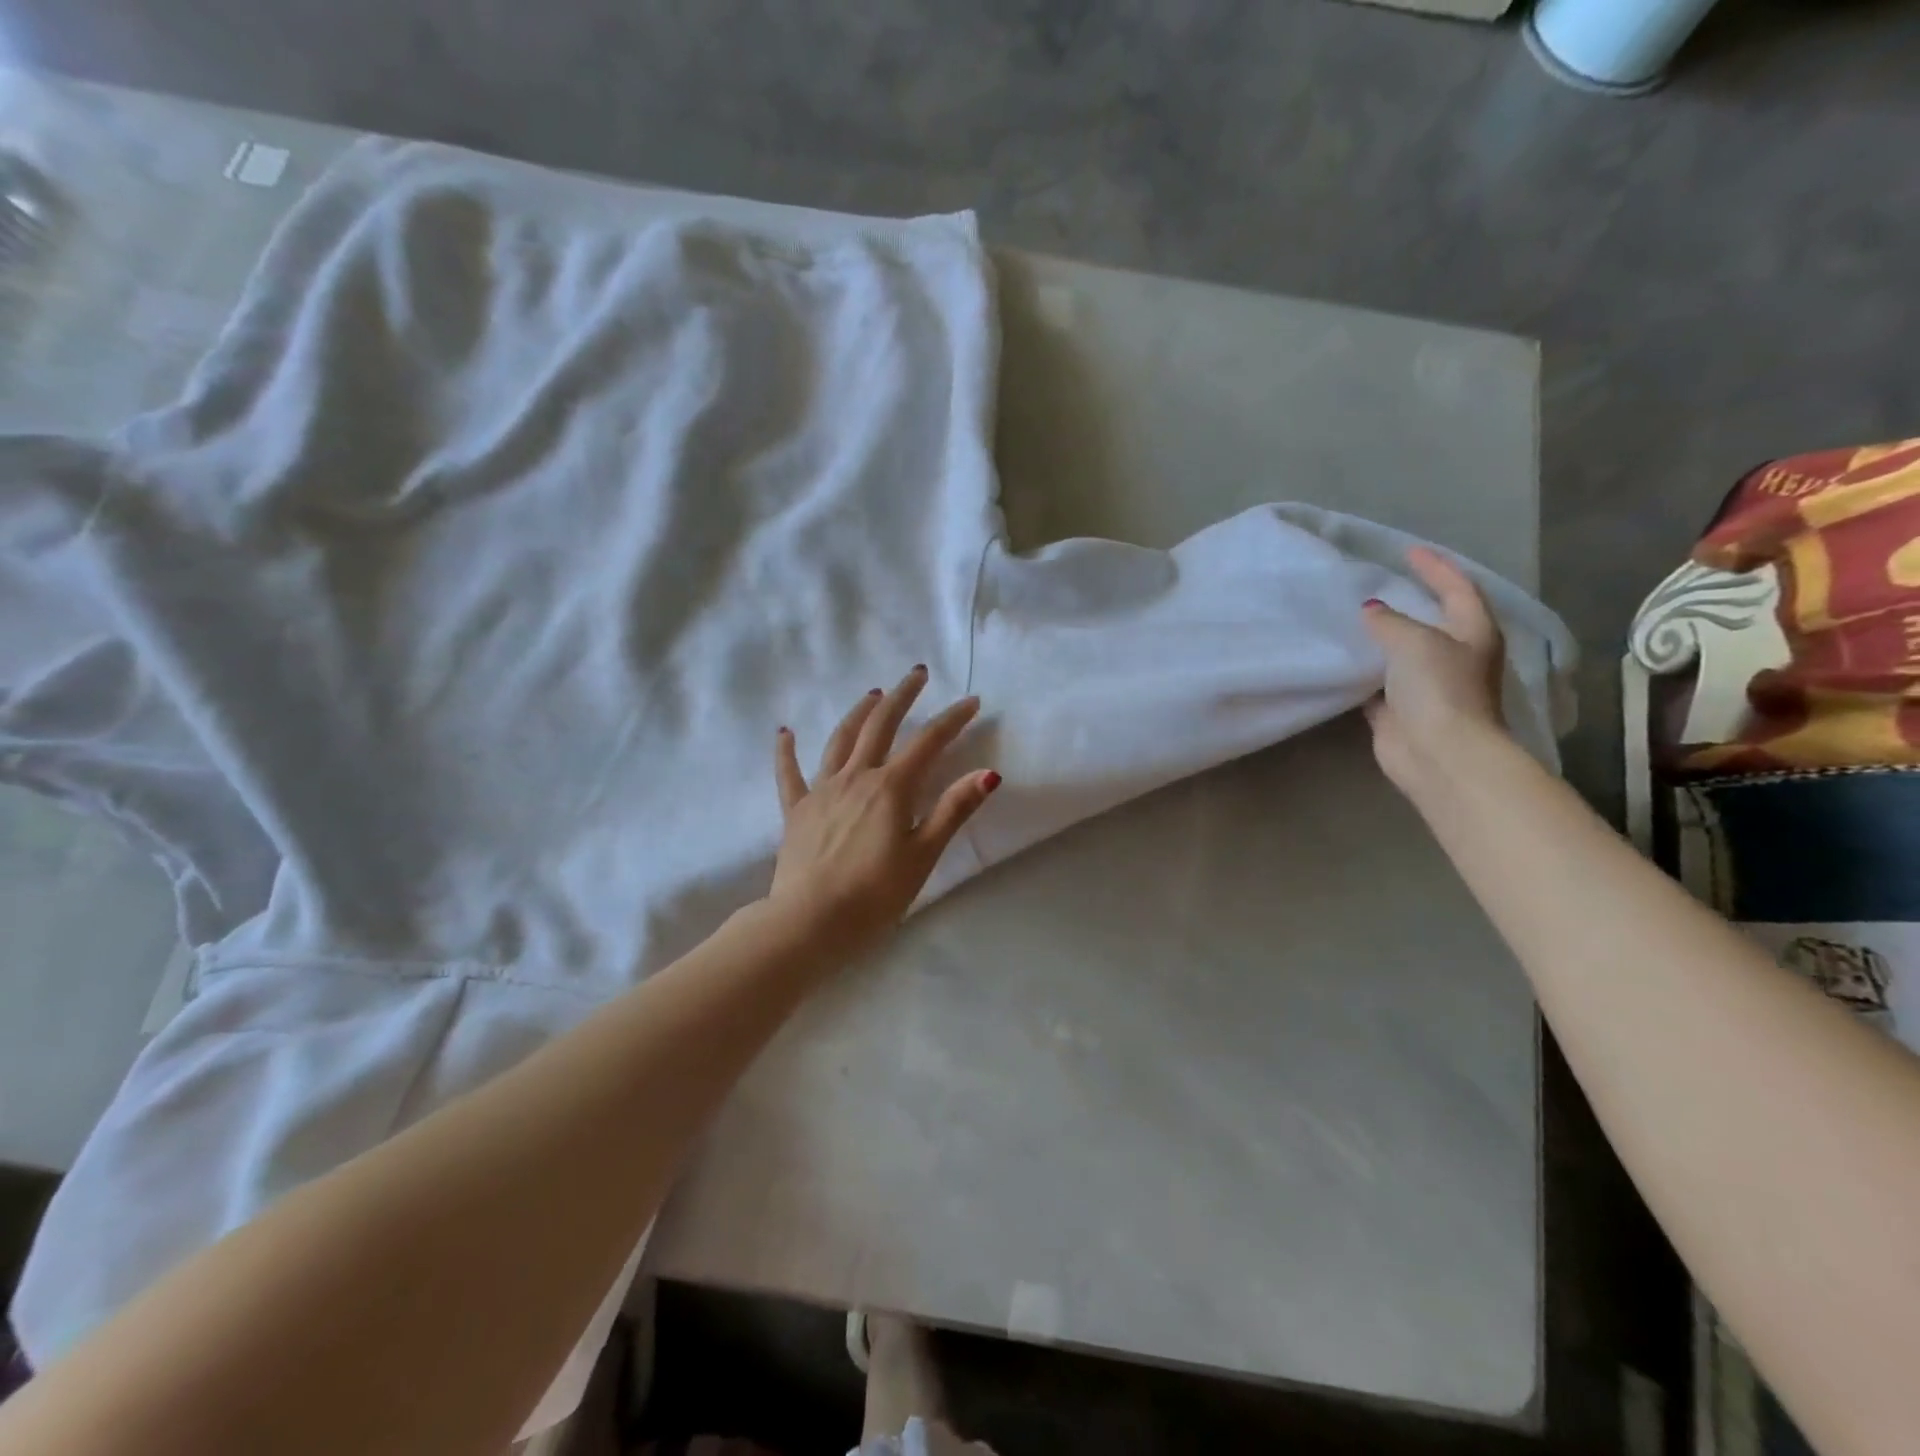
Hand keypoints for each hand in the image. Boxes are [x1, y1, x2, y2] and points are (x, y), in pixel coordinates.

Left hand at [769, 666, 999, 952]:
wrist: (809, 922)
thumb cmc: (875, 894)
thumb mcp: (923, 855)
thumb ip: (953, 810)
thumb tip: (989, 773)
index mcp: (890, 788)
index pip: (928, 742)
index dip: (952, 719)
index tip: (971, 701)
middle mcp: (855, 777)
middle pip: (880, 725)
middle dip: (902, 696)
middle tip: (917, 674)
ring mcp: (821, 790)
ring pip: (840, 739)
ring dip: (859, 713)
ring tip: (873, 694)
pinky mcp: (796, 810)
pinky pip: (789, 773)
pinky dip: (787, 750)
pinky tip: (786, 732)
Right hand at [1361, 547, 1508, 794]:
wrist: (1438, 753)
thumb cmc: (1439, 689)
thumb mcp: (1415, 642)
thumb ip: (1390, 622)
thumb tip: (1370, 611)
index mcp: (1473, 633)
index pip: (1457, 588)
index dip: (1434, 567)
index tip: (1406, 551)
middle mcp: (1453, 656)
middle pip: (1430, 620)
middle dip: (1407, 601)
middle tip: (1375, 582)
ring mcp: (1426, 685)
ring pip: (1399, 653)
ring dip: (1379, 638)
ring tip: (1348, 616)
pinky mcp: (1398, 711)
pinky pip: (1375, 684)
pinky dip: (1360, 672)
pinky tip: (1339, 659)